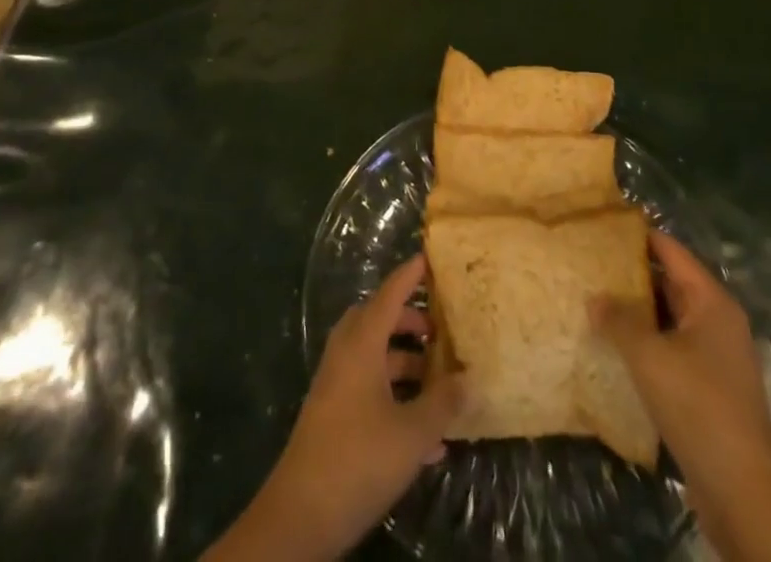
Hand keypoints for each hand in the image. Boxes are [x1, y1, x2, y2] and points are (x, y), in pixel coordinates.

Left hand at [204, 254, 465, 561]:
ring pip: (375, 357)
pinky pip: (369, 389)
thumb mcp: (412, 433)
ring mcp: (336, 385)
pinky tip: (428, 436)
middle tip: (439, 330)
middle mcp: (346, 354)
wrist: (301, 514)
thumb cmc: (359, 458)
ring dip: (405, 364)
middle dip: (409, 323)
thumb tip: (468, 378)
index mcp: (362, 343)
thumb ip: (442, 403)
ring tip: (440, 383)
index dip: (409, 275)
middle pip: (379, 322)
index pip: (389, 294)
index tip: (429, 258)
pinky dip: (395, 396)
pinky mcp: (333, 415)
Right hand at [592, 230, 770, 561]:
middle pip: (669, 283)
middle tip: (587, 263)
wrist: (744, 492)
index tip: (600, 226)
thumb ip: (619, 321)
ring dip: (635, 313)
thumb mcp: (649, 357)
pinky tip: (612, 347)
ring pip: (668, 319)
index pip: (670, 251)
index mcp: (711, 302)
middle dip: (630, 275)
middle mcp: (717, 322)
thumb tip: (594, 297)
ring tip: (592, 300)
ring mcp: (714, 357)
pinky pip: (670, 350)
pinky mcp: (707, 389)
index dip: (637, 236)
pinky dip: (644, 344)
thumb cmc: (698, 406)